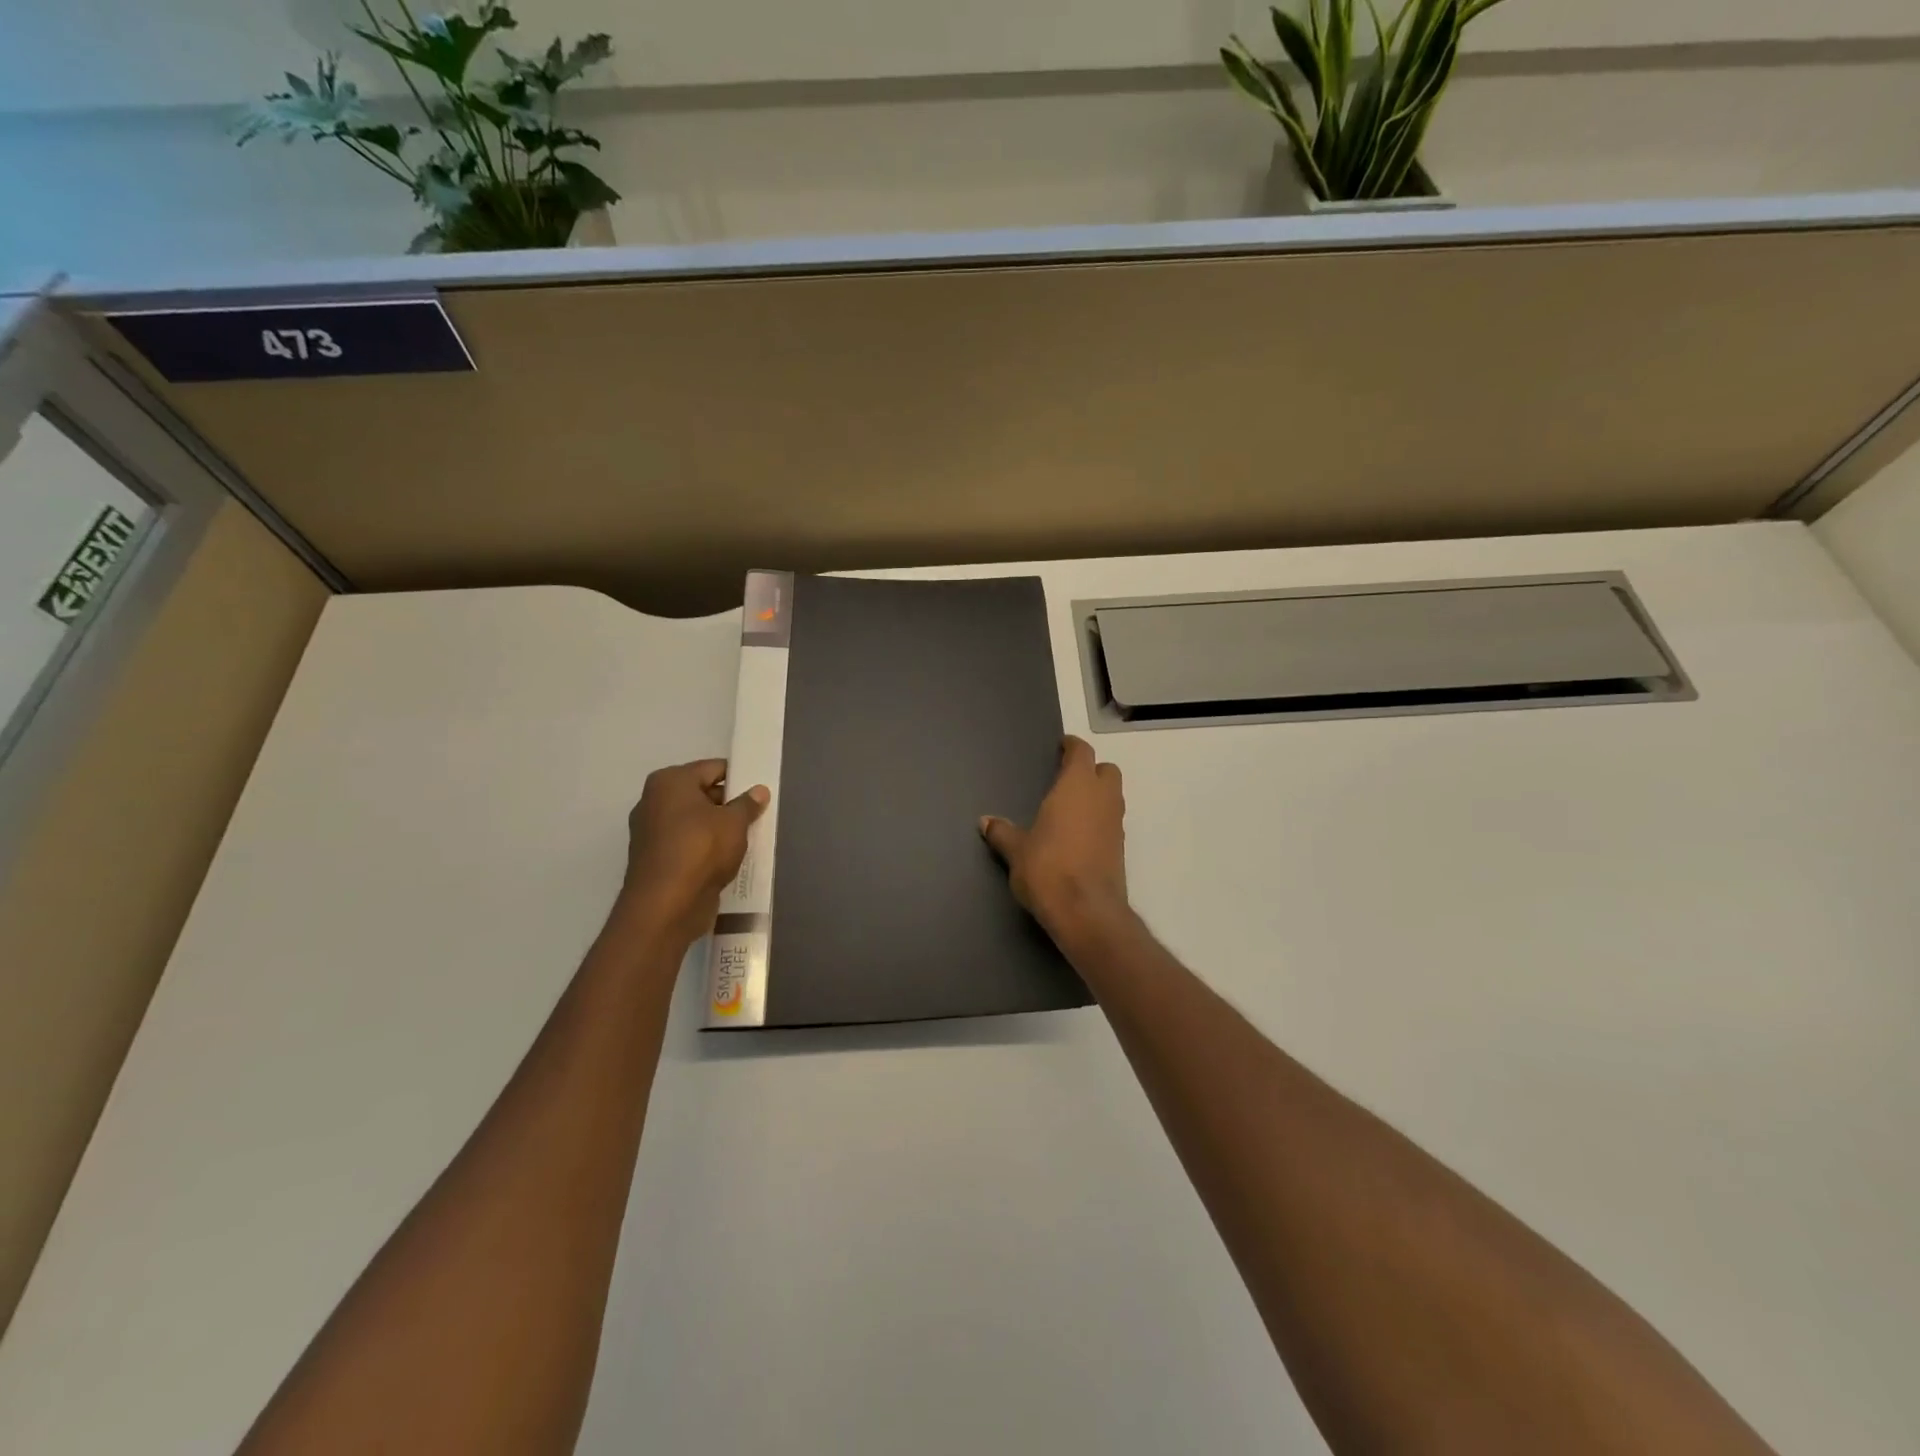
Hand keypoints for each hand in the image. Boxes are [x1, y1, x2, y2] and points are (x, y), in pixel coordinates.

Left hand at [617, 759, 767, 951]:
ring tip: (746, 839)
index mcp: (669, 782)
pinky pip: (687, 845)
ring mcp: (650, 832)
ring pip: (694, 822)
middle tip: (757, 816)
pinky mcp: (655, 859)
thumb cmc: (700, 850)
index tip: (759, 792)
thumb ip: (748, 804)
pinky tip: (727, 859)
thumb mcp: (734, 823)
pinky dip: (705, 849)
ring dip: (717, 829)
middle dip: (728, 805)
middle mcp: (654, 801)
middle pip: (701, 794)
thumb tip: (759, 790)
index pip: (713, 768)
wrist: (665, 906)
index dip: (739, 778)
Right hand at [980, 736, 1129, 941]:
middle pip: (1106, 770)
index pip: (1082, 753)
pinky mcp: (1121, 849)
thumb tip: (986, 822)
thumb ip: (1002, 832)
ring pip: (1113, 796)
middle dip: (1091, 770)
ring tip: (1070, 808)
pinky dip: (1099, 821)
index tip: (1062, 747)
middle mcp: (1102, 799)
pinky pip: (1112, 822)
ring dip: (1097, 796)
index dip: (1072, 747)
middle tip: (1068, 779)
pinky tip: (1078, 836)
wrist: (1086, 912)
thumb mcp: (1016, 850)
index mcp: (1077, 787)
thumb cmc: (1047, 869)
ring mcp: (1116, 824)